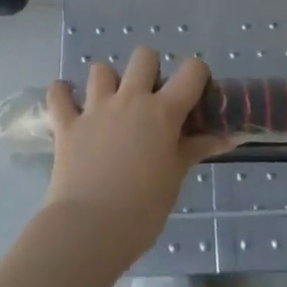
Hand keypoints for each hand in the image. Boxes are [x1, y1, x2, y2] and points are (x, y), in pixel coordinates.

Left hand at [44, 49, 228, 260]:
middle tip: (150, 99)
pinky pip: (59, 94)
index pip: (191, 71)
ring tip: (110, 104)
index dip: (198, 75)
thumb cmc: (142, 209)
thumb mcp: (175, 178)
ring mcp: (95, 109)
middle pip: (143, 56)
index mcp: (162, 111)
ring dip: (107, 81)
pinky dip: (62, 93)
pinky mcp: (67, 124)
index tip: (196, 94)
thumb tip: (227, 137)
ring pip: (101, 69)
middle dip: (150, 69)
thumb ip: (196, 149)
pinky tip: (68, 102)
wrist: (89, 229)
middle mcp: (129, 99)